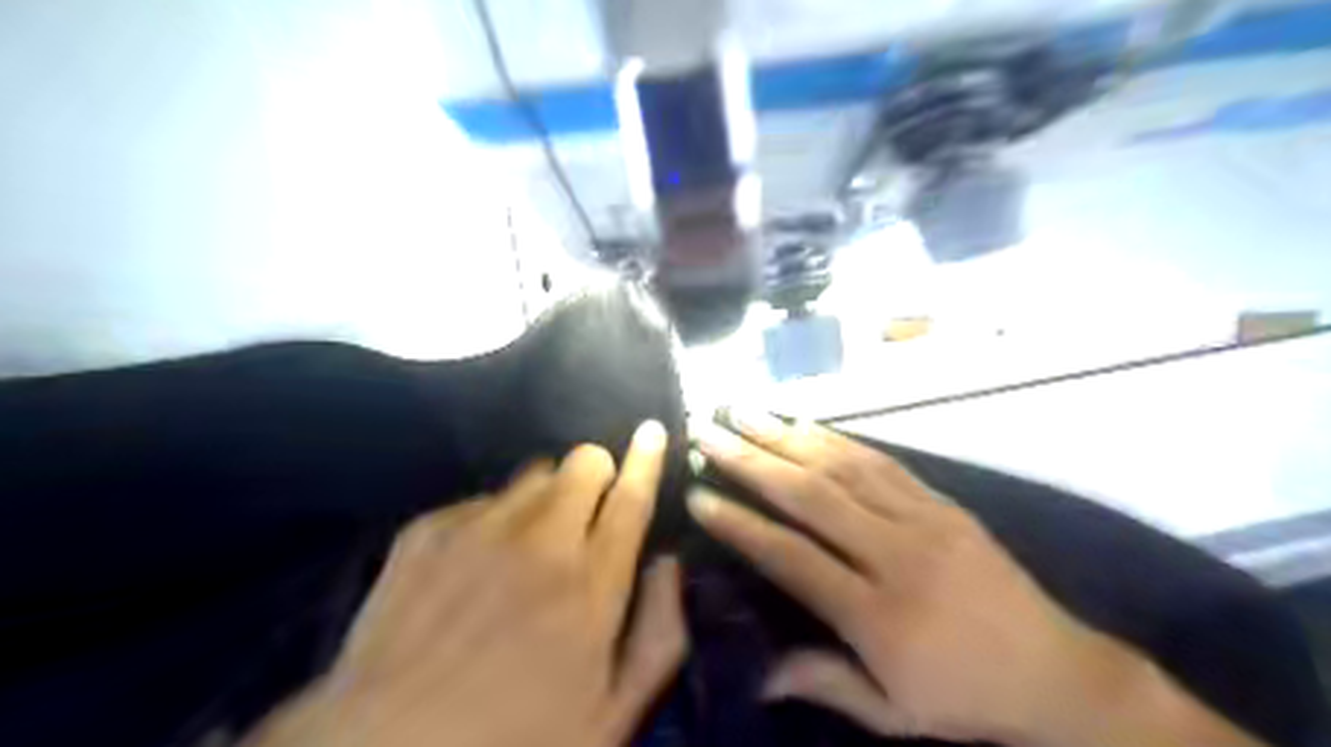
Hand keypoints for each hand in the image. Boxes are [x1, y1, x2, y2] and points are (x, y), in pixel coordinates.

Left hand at [243, 419, 684, 746]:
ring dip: (546, 497)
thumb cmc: (515, 740)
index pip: (630, 497)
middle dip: (596, 476)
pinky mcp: (426, 530)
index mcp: (591, 584)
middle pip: (583, 463)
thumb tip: (666, 565)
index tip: (651, 431)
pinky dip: (492, 520)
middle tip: (588, 513)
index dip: (646, 460)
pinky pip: (480, 498)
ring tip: (529, 544)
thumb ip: (658, 633)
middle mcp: (539, 540)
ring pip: (533, 473)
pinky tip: (473, 566)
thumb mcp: (612, 714)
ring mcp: (477, 528)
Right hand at [692, 414, 1260, 746]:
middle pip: (810, 497)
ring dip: (786, 436)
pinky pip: (881, 462)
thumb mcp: (892, 713)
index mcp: (878, 616)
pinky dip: (836, 439)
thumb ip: (822, 682)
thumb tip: (755, 673)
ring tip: (744, 412)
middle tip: (708, 432)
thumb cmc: (965, 698)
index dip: (740, 524)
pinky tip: (804, 423)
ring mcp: (923, 521)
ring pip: (842, 468)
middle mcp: (896, 556)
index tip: (699, 495)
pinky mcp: (944, 504)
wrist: (1060, 675)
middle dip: (751, 461)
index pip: (792, 557)